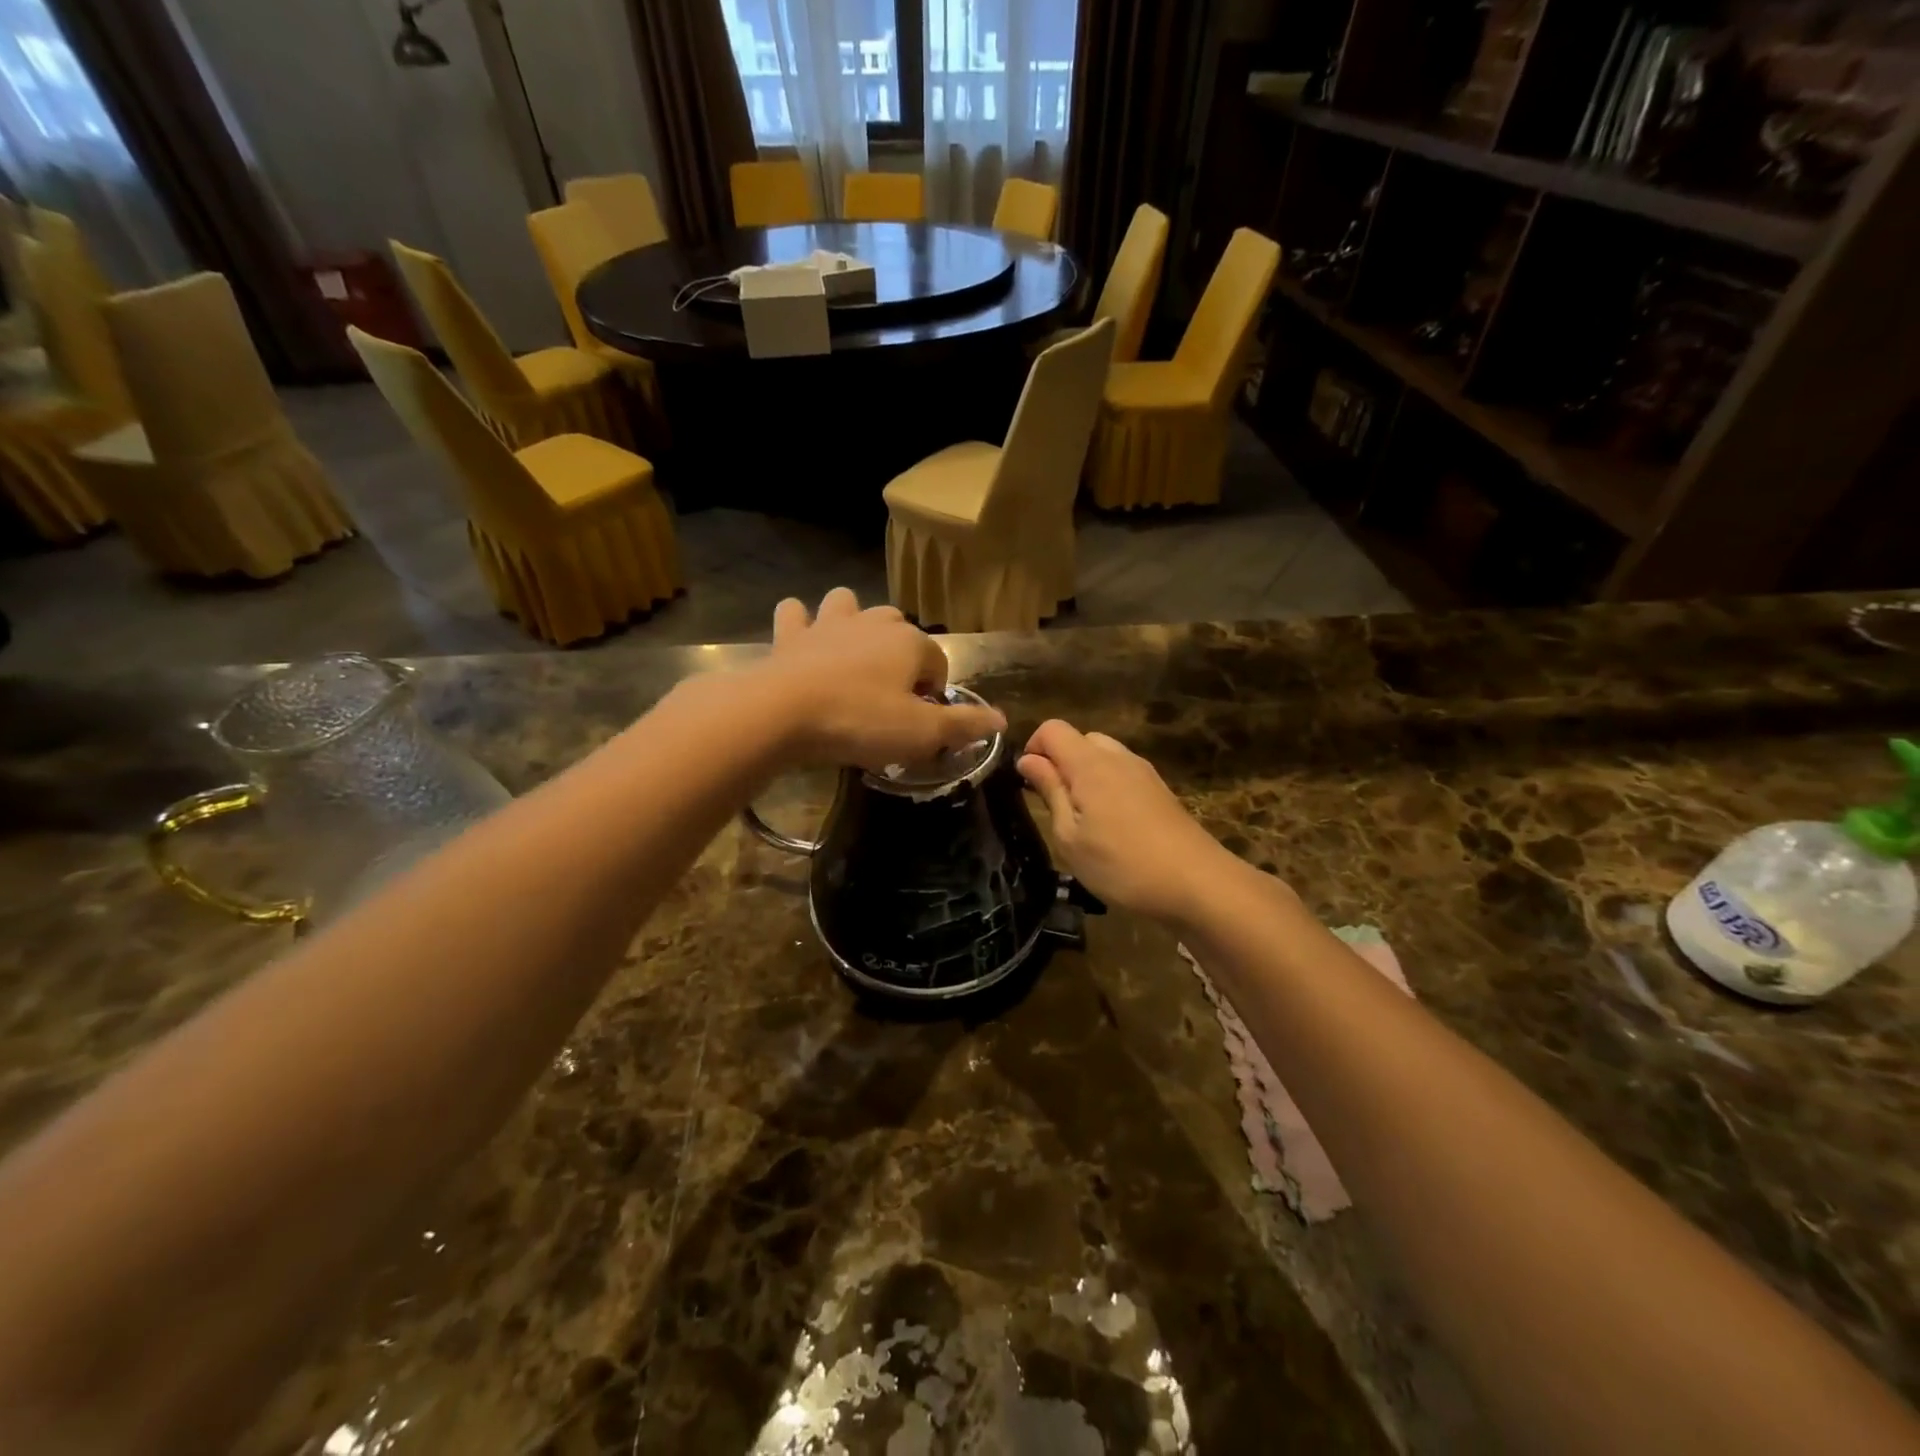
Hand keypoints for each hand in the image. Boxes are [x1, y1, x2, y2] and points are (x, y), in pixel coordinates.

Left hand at [758, 588, 1003, 771]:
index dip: (934, 693)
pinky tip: (802, 642)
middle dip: (901, 653)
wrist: (782, 714)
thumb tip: (1002, 719)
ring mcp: (829, 624)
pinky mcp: (790, 634)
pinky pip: (796, 613)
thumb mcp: (921, 733)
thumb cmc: (859, 722)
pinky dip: (800, 623)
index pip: (938, 663)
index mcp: (909, 643)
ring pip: (849, 604)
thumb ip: (963, 725)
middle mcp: (873, 623)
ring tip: (851, 655)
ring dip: (853, 621)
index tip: (921, 722)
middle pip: (899, 628)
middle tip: (891, 694)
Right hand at [1017, 719, 1248, 923]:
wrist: (1197, 883)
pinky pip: (1123, 773)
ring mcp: (1143, 771)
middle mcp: (1118, 757)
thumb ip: (1050, 791)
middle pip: (1079, 739)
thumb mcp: (1069, 836)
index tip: (1029, 784)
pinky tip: (1113, 826)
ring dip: (1085, 775)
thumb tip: (1028, 760)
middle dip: (1060, 762)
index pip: (1051, 729)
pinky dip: (1108, 786)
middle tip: (1055, 805)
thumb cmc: (1121, 864)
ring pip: (1103, 755)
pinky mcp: (1160, 789)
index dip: (1033, 748)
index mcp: (1089, 763)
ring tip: (1083, 818)